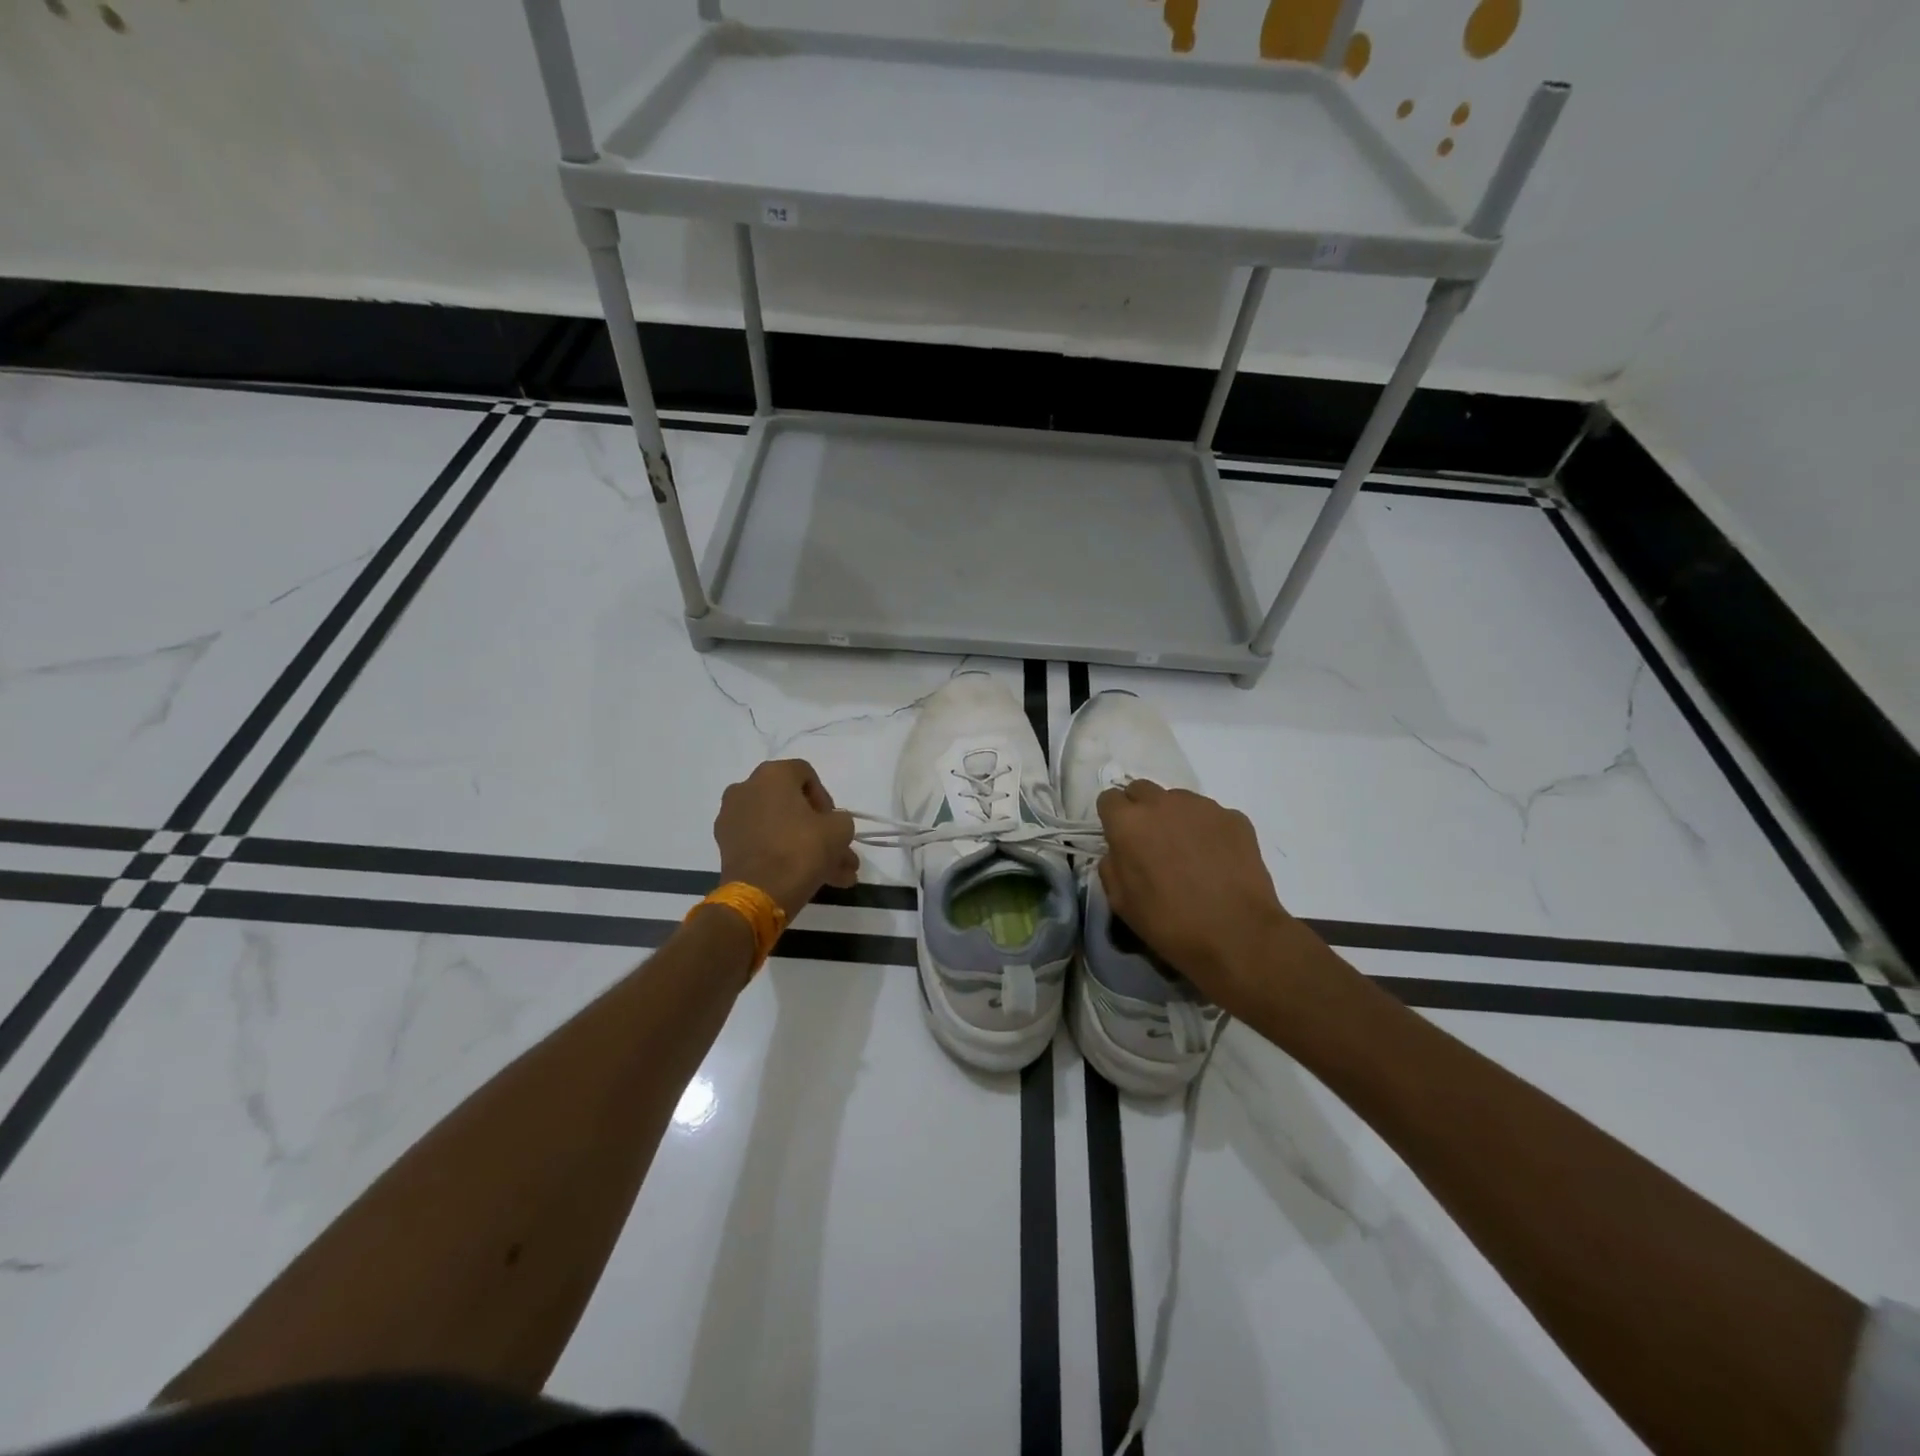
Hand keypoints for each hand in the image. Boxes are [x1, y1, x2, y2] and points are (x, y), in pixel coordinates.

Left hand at [714, 759, 858, 920]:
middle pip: (792, 806)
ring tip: (834, 877)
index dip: (826, 799)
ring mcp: (732, 818)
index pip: (806, 775)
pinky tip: (809, 879)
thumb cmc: (802, 849)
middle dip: (819, 832)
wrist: (759, 893)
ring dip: (807, 848)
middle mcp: (746, 788)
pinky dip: (783, 855)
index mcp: (772, 774)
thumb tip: (832, 826)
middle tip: (839, 855)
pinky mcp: (726, 845)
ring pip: (780, 829)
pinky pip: (763, 843)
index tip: (834, 824)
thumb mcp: (840, 830)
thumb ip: (841, 819)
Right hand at [1095, 780, 1305, 1018]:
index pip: (1108, 799)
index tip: (1121, 840)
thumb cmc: (1169, 923)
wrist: (1238, 935)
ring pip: (1178, 800)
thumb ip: (1112, 865)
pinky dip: (1208, 831)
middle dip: (1141, 811)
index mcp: (1128, 822)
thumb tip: (1120, 851)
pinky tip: (1217, 860)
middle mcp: (1162, 803)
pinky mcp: (1234, 817)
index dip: (1113, 819)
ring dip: (1175, 818)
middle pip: (1142, 790)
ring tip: (1188, 853)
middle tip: (1152, 843)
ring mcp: (1202, 806)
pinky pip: (1210, 815)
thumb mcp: (1120, 902)